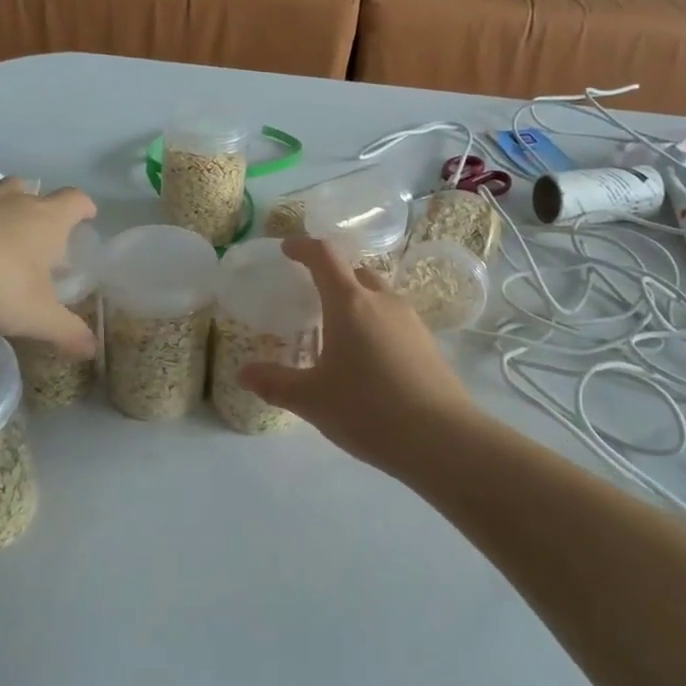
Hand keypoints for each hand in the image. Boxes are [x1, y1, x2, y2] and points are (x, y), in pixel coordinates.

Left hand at [0, 175, 98, 354]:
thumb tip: (92, 349)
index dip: (84, 208)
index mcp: (47, 221)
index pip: (75, 202)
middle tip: (31, 237)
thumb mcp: (40, 319)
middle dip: (35, 207)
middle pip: (31, 190)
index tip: (87, 217)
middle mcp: (12, 200)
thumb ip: (68, 332)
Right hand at [240, 237, 477, 473]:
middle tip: (311, 297)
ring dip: (356, 302)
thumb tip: (243, 374)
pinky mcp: (427, 342)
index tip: (288, 249)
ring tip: (337, 333)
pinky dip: (375, 324)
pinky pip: (393, 319)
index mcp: (350, 303)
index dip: (303, 247)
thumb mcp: (312, 400)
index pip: (324, 256)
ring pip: (377, 296)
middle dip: (331, 276)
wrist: (442, 439)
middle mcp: (383, 301)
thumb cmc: (368, 410)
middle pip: (355, 272)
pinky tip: (367, 359)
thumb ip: (275, 383)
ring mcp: (411, 320)